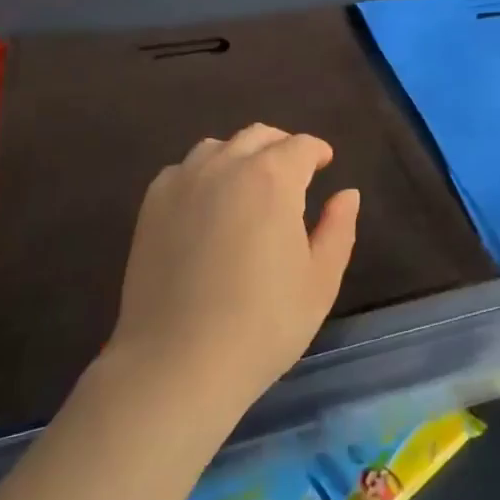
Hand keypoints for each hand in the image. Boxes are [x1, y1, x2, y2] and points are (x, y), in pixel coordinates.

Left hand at [108, 124, 359, 417]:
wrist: (177, 363)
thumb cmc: (262, 324)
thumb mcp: (320, 281)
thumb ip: (338, 228)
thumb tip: (346, 193)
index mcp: (273, 178)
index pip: (301, 146)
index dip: (317, 151)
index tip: (324, 164)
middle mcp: (227, 165)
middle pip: (259, 136)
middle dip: (282, 146)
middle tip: (293, 172)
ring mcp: (184, 181)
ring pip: (218, 147)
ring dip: (241, 155)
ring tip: (249, 185)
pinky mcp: (153, 204)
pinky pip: (184, 170)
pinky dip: (203, 174)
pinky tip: (207, 204)